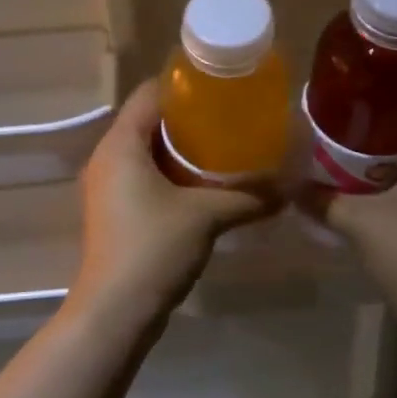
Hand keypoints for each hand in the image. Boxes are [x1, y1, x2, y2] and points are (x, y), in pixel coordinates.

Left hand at [68, 80, 276, 334]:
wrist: (114, 312)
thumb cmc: (153, 248)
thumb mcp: (206, 216)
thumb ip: (248, 197)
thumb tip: (289, 188)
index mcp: (121, 144)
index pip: (150, 94)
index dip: (184, 85)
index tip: (221, 88)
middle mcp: (107, 157)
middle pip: (148, 120)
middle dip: (188, 118)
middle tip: (231, 117)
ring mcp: (107, 185)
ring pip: (146, 150)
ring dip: (181, 148)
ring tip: (224, 147)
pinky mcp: (114, 210)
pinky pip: (143, 175)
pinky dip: (171, 172)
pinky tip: (204, 184)